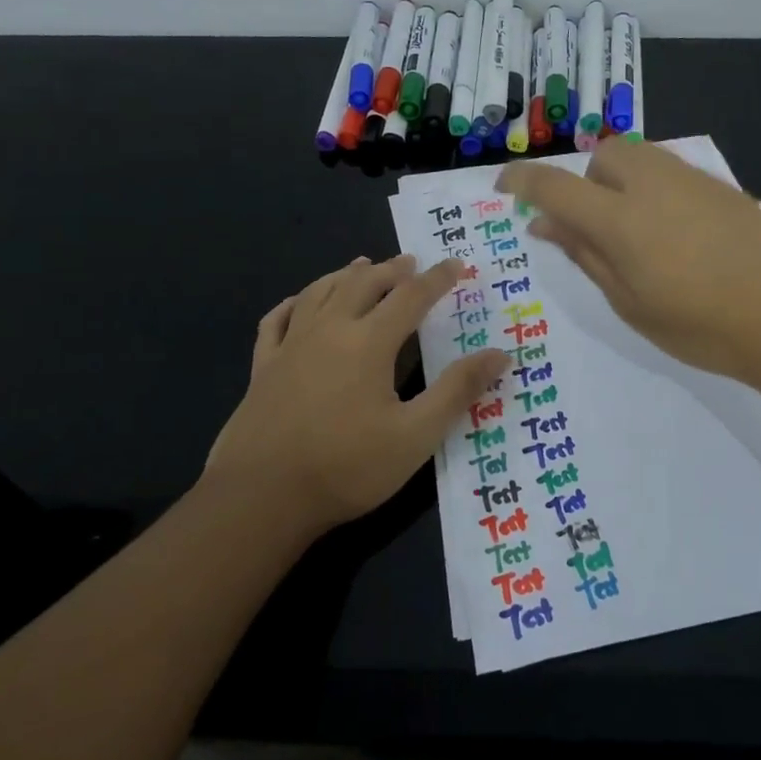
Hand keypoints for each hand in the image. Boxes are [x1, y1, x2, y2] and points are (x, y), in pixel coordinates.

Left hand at [204, 255, 508, 534]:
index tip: (457, 264)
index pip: (411, 297)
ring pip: (320, 292)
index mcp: (369, 342)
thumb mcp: (416, 435)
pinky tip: (300, 301)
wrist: (261, 497)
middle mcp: (329, 330)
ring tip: (362, 265)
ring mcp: (290, 346)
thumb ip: (457, 391)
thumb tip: (499, 355)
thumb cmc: (347, 467)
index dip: (437, 279)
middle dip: (391, 270)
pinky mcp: (262, 367)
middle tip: (410, 262)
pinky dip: (295, 302)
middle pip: (363, 284)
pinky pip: (277, 320)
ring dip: (346, 275)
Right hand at [496, 140, 760, 382]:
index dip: (522, 181)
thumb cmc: (697, 326)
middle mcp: (652, 185)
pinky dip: (655, 188)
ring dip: (621, 181)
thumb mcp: (629, 302)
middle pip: (603, 155)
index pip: (556, 185)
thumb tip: (545, 222)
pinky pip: (672, 171)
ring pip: (640, 156)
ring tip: (637, 230)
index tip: (505, 187)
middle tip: (596, 227)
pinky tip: (676, 232)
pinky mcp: (721, 186)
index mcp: (620, 220)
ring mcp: (692, 180)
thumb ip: (585, 254)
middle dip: (587, 182)